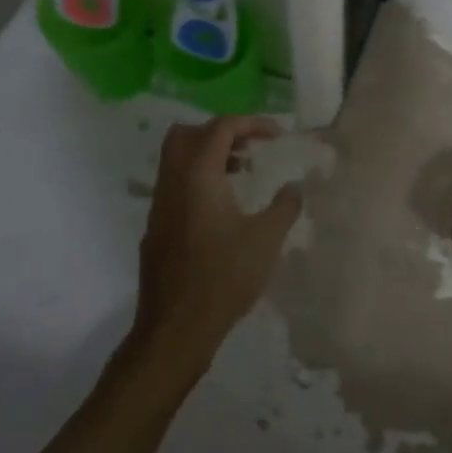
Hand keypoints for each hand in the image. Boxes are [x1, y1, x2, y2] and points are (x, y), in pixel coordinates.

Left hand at [129, 116, 302, 380]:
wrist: (175, 329)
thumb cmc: (223, 278)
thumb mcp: (266, 240)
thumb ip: (285, 206)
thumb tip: (295, 186)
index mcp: (198, 175)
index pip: (221, 127)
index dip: (252, 123)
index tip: (278, 136)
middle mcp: (173, 181)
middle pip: (188, 133)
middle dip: (222, 131)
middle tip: (251, 146)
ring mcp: (160, 204)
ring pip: (178, 158)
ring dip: (209, 154)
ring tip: (243, 172)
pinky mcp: (156, 226)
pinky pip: (175, 183)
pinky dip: (199, 177)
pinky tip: (224, 206)